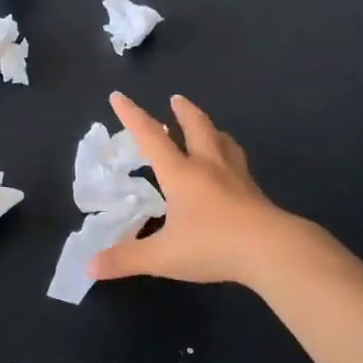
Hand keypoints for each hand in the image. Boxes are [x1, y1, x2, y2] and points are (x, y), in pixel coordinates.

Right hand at [91, 93, 325, 289]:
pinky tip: (233, 168)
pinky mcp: (255, 193)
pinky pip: (239, 164)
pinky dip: (231, 156)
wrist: (272, 250)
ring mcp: (236, 177)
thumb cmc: (212, 245)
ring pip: (223, 142)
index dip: (132, 116)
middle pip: (196, 128)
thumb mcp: (163, 256)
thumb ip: (126, 259)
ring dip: (211, 129)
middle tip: (176, 99)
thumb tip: (90, 265)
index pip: (150, 137)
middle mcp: (208, 166)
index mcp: (181, 173)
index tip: (119, 96)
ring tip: (208, 128)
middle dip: (183, 112)